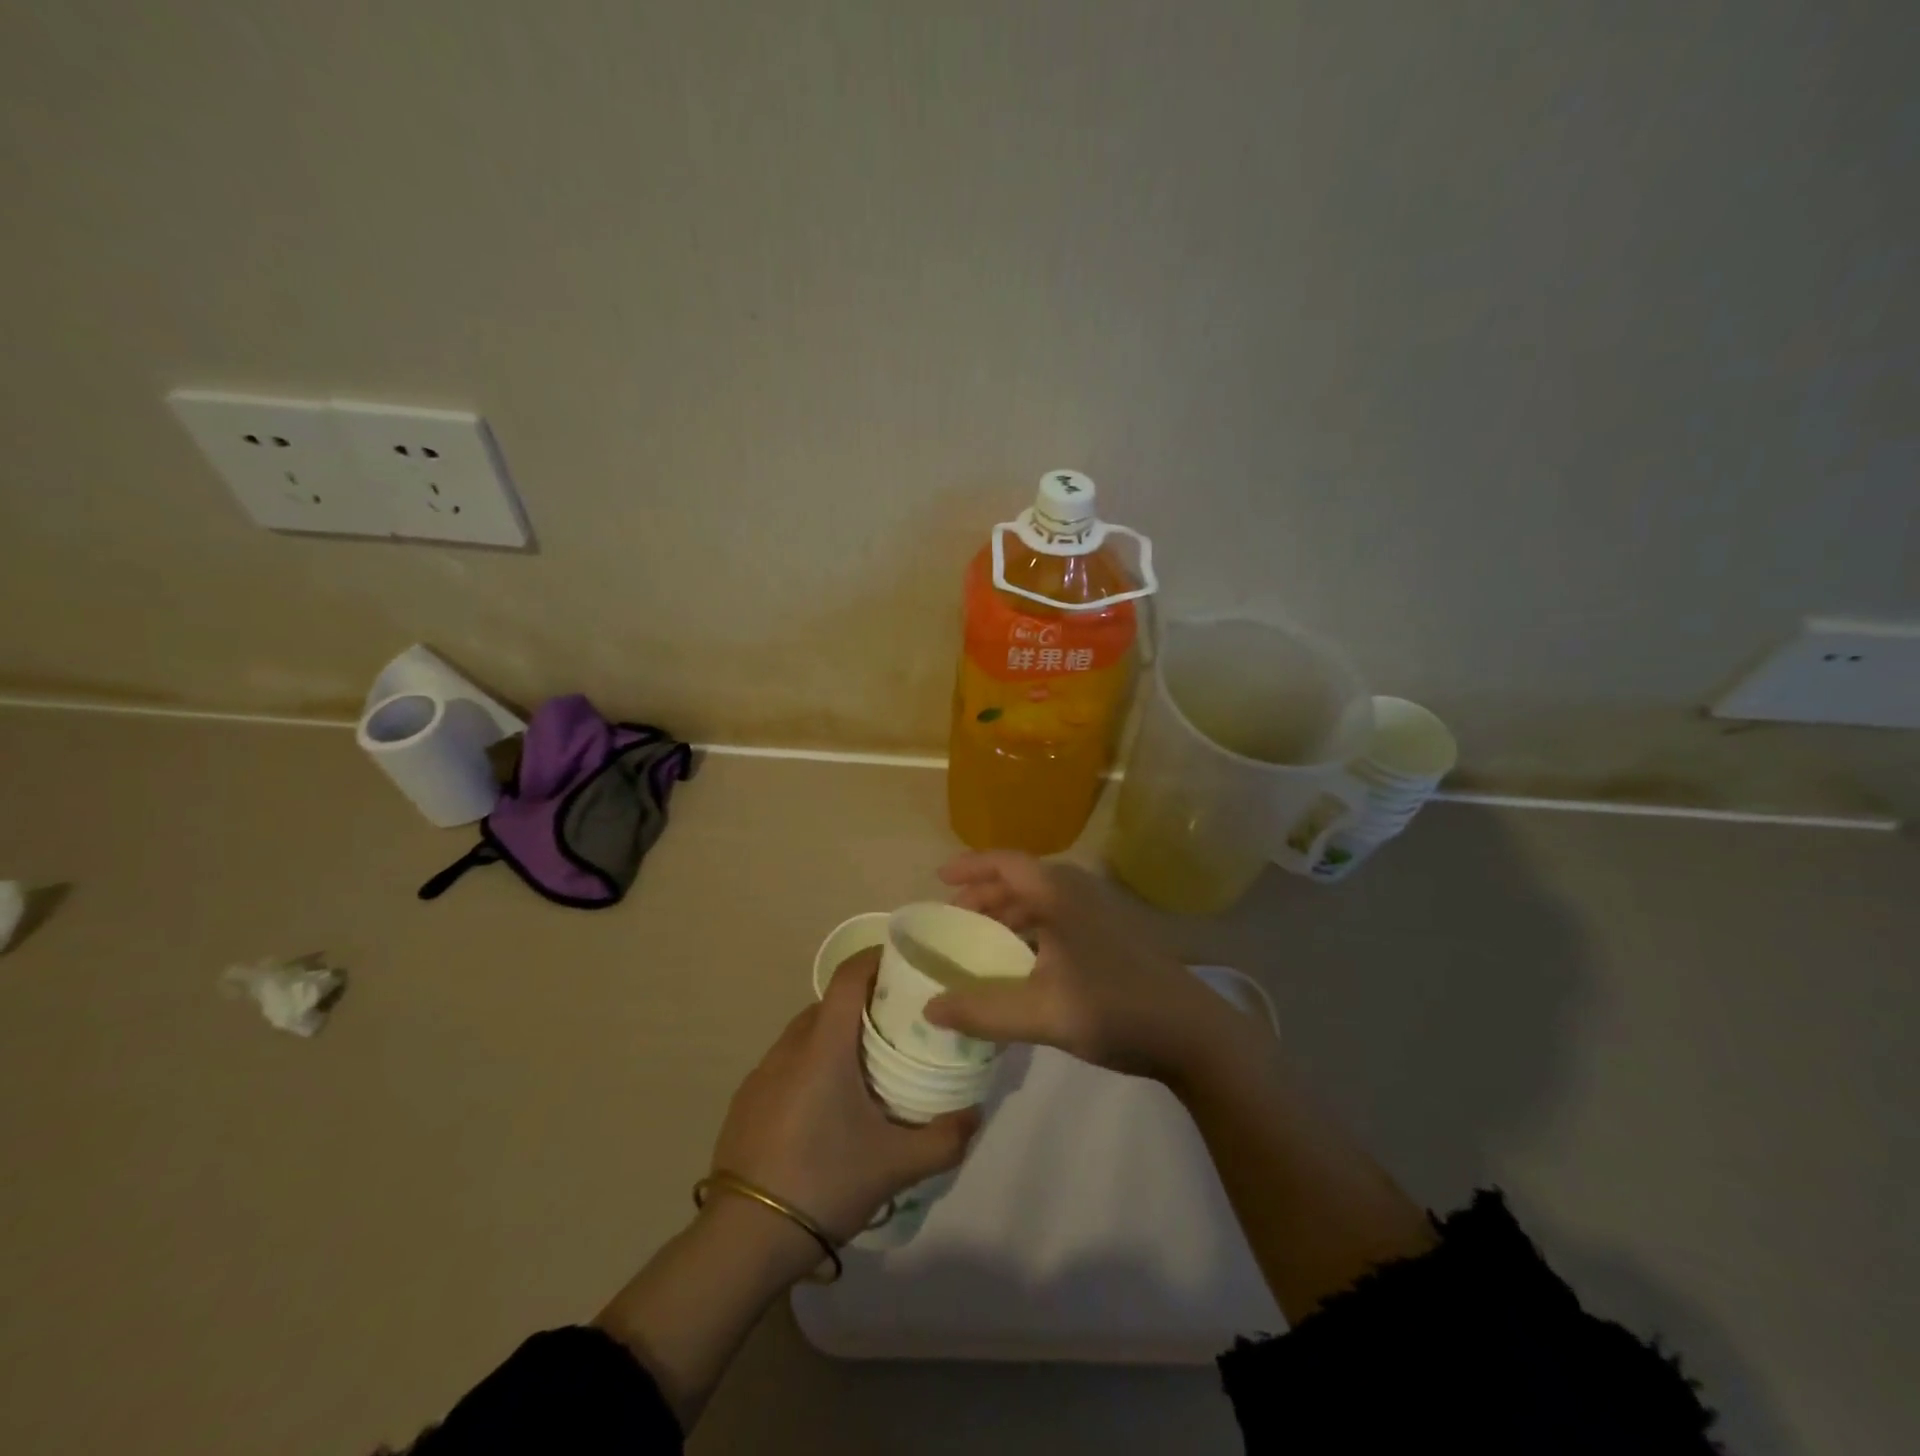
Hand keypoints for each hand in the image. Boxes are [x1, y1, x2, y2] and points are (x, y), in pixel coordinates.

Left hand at [710, 950, 978, 1248]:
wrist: (743, 1239)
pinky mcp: (746, 1100)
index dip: (876, 958)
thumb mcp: (895, 1165)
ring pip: (806, 1033)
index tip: (906, 963)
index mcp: (824, 1047)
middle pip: (830, 1003)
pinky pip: (786, 1062)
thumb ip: (944, 1138)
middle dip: (864, 1003)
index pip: (849, 976)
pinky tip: (826, 1107)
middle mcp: (789, 1047)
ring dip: (836, 1036)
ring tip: (867, 1067)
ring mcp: (761, 1074)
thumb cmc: (824, 1182)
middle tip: (900, 1025)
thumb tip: (975, 1113)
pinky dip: (811, 1063)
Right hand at [924, 851, 1248, 1082]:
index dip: (971, 866)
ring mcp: (1100, 913)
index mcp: (1061, 895)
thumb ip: (983, 1010)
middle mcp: (1079, 892)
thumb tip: (930, 1008)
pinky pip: (1058, 918)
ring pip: (1041, 901)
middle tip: (954, 918)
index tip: (939, 879)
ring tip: (981, 940)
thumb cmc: (1116, 1009)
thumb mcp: (1043, 1013)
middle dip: (984, 895)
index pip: (1006, 863)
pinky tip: (1023, 962)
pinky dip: (1030, 930)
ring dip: (1008, 914)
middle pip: (1021, 880)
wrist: (1194, 1033)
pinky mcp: (1113, 935)